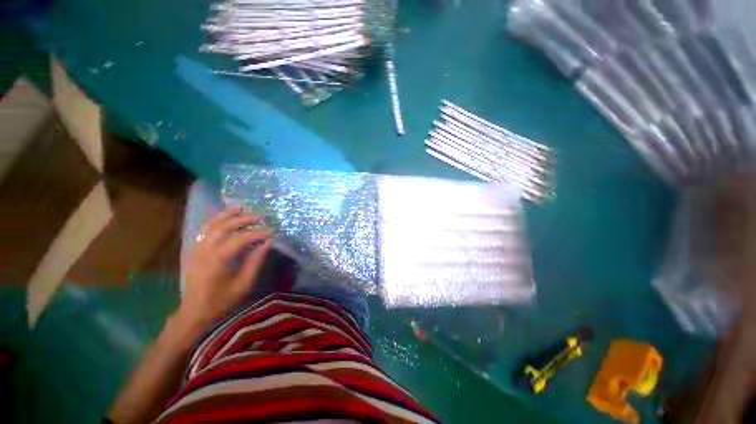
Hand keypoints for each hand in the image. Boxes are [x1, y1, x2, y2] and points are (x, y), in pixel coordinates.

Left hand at [177, 206, 272, 327]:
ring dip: (227, 214)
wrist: (194, 312)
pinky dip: (214, 219)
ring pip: (211, 224)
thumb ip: (255, 261)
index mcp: (217, 260)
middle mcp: (204, 251)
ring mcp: (196, 249)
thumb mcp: (243, 284)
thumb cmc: (221, 301)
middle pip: (224, 227)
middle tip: (261, 216)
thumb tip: (267, 242)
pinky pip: (203, 230)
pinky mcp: (193, 250)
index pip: (239, 239)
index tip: (271, 230)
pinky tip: (225, 216)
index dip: (257, 233)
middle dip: (243, 219)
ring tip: (242, 207)